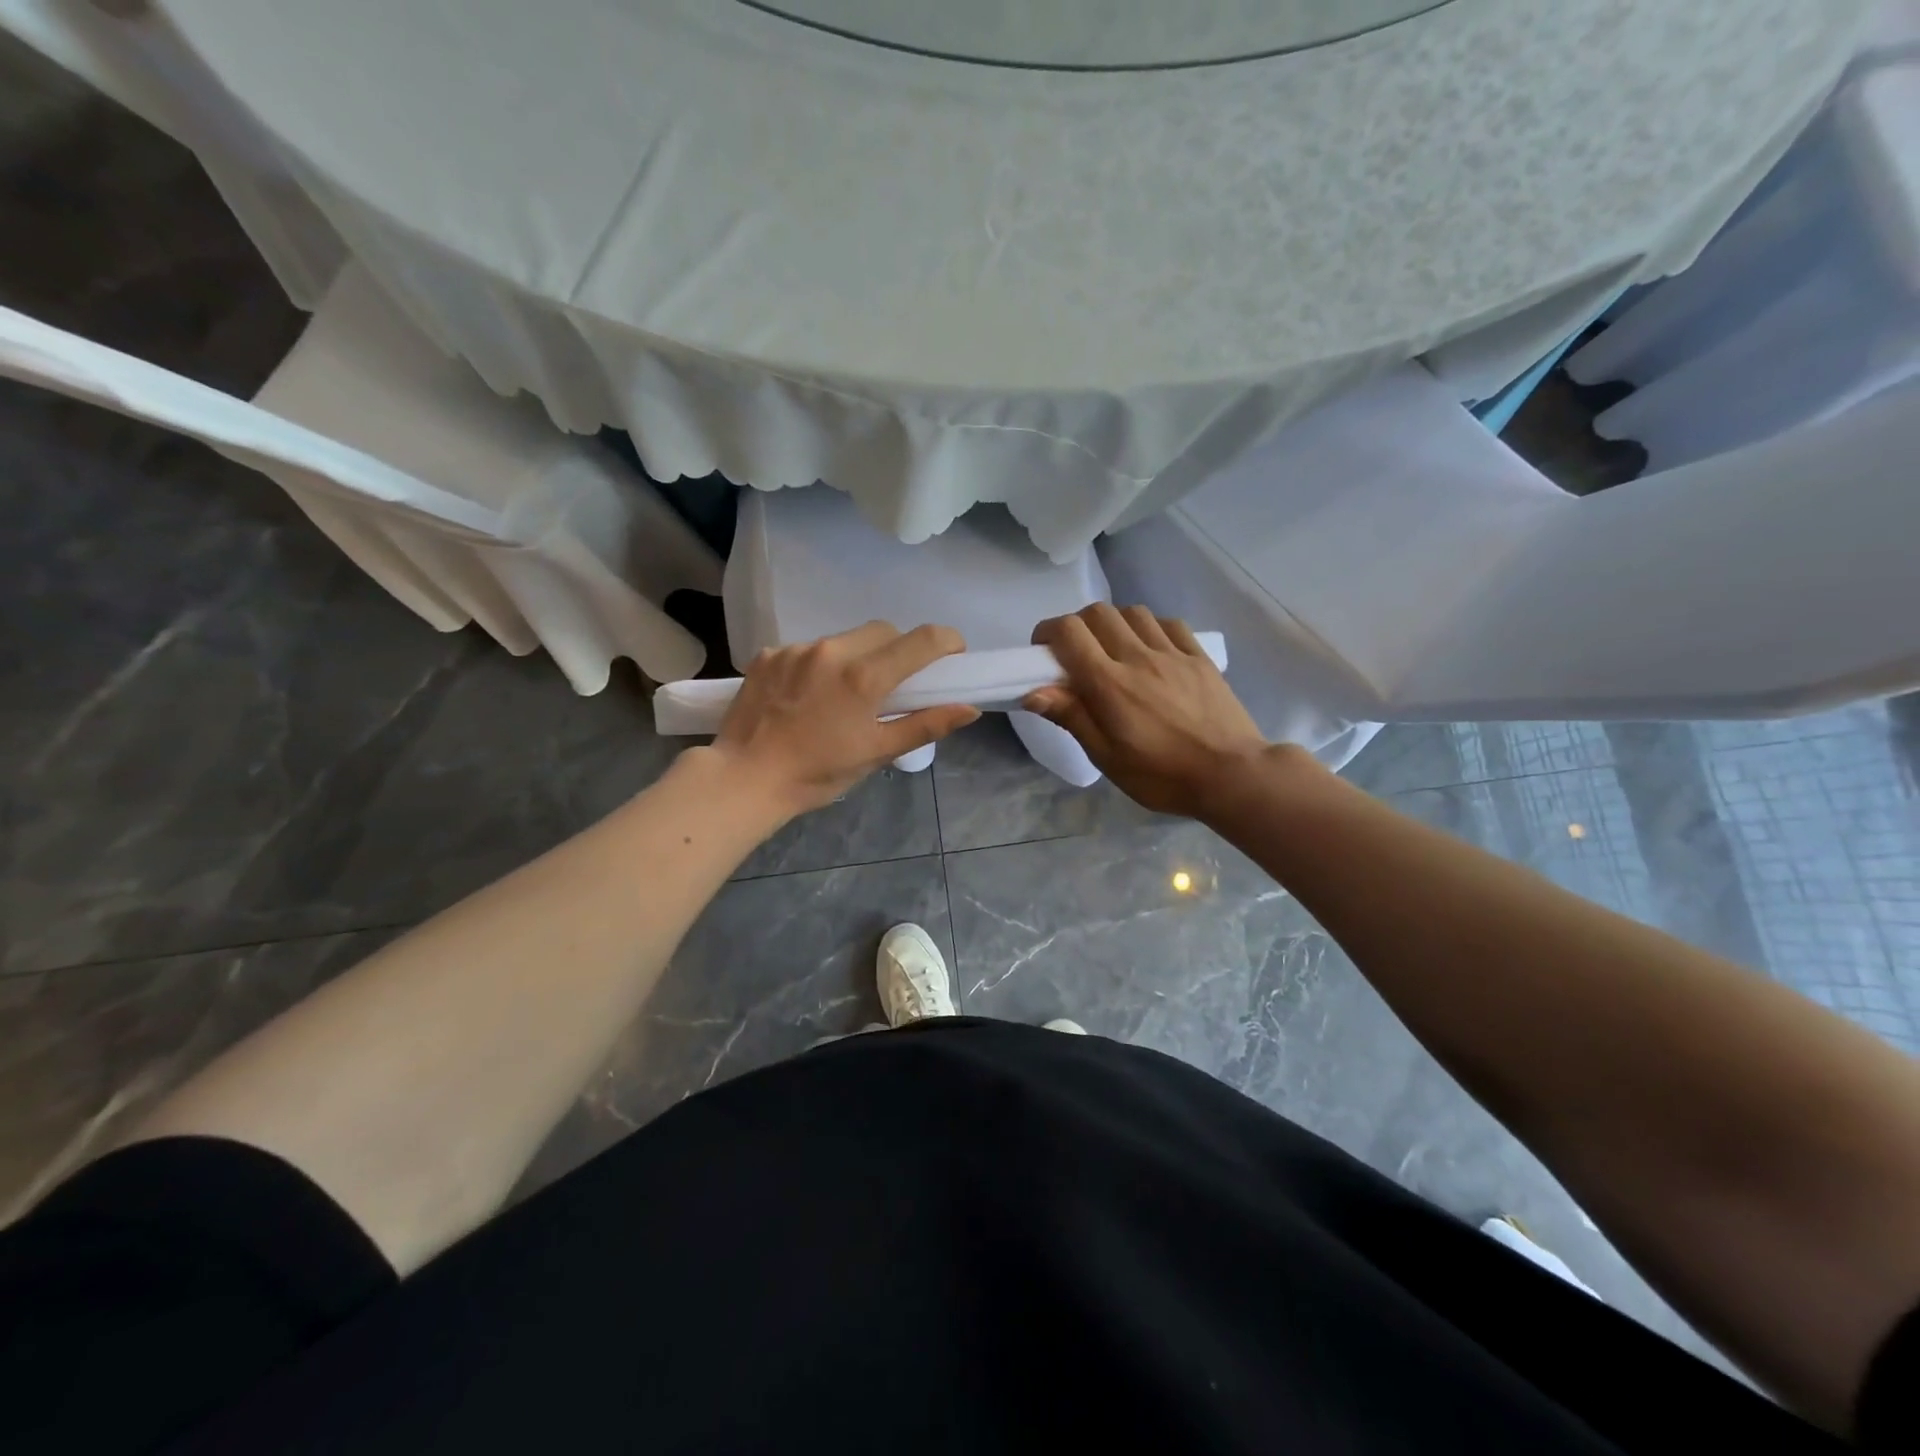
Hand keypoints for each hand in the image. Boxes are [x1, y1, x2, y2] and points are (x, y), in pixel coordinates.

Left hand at [710, 621, 979, 818]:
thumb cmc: (817, 773)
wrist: (744, 779)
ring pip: (845, 638)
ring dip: (858, 655)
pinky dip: (820, 664)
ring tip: (846, 692)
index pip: (922, 639)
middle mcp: (832, 651)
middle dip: (900, 649)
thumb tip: (969, 708)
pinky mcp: (769, 654)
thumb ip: (925, 725)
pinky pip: (809, 648)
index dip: (947, 642)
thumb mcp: (876, 752)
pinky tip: (809, 694)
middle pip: (884, 631)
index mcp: (864, 677)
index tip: (952, 657)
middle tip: (897, 682)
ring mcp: (796, 649)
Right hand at [1024, 604, 1291, 817]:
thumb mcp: (1107, 757)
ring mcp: (1172, 653)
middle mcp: (1138, 657)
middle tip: (1075, 653)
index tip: (1042, 652)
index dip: (1047, 632)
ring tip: (1112, 650)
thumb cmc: (1162, 775)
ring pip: (1133, 612)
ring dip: (1113, 623)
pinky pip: (1168, 624)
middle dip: (1077, 625)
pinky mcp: (1199, 657)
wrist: (1232, 775)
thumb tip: (1033, 692)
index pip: (1069, 632)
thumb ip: (1072, 717)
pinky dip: (1149, 628)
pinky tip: (1150, 650)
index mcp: (1109, 683)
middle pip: (1098, 613)